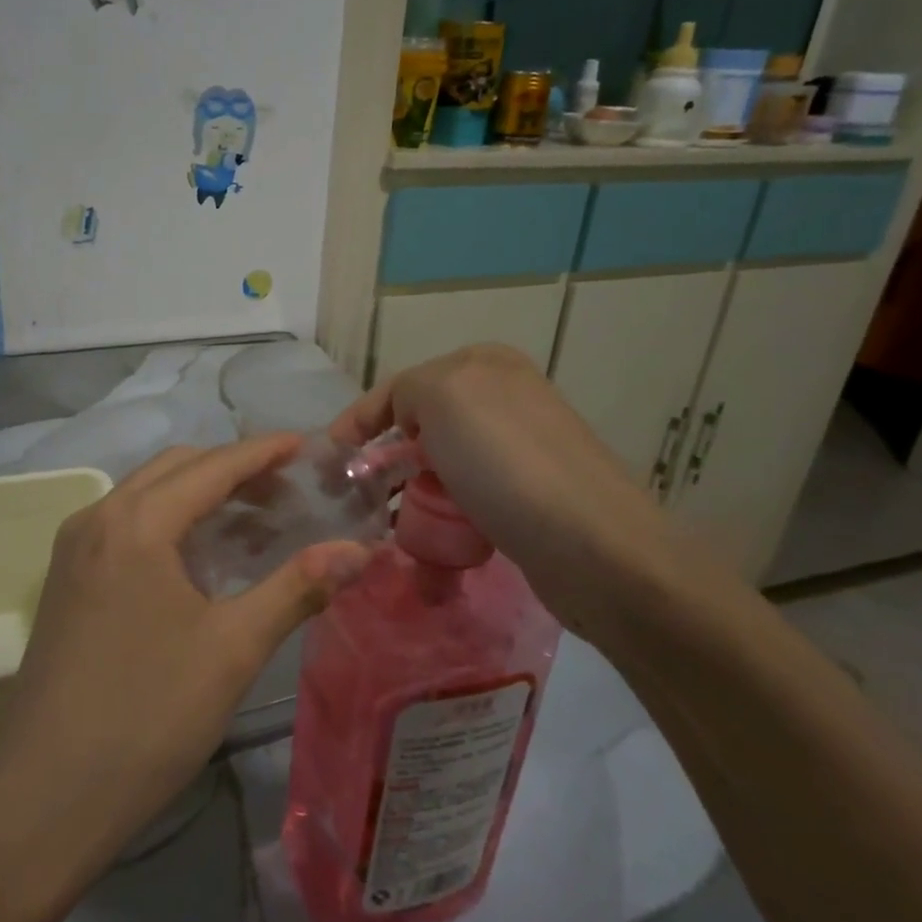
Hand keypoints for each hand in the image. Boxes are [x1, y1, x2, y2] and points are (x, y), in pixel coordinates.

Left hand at [0, 437, 370, 868]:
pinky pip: (125, 526)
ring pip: (146, 496)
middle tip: (288, 489)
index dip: (264, 452)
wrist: (46, 795)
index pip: (213, 466)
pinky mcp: (65, 581)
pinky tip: (200, 556)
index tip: (309, 446)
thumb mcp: (233, 648)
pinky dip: (169, 522)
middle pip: (175, 469)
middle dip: (233, 469)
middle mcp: (97, 519)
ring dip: (199, 494)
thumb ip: (297, 588)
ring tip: (254, 518)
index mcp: (136, 523)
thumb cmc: (149, 715)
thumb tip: (361, 550)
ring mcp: (74, 551)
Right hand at [331, 344, 703, 638]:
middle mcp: (504, 400)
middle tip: (354, 503)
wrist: (591, 545)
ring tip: (390, 538)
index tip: (330, 461)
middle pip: (420, 431)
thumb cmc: (505, 462)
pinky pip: (466, 507)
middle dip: (384, 466)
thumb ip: (406, 391)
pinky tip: (432, 557)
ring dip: (411, 505)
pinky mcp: (528, 500)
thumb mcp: (442, 395)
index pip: (400, 387)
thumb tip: (407, 423)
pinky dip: (444, 528)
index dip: (359, 420)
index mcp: (484, 365)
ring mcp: (519, 451)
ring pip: (441, 473)